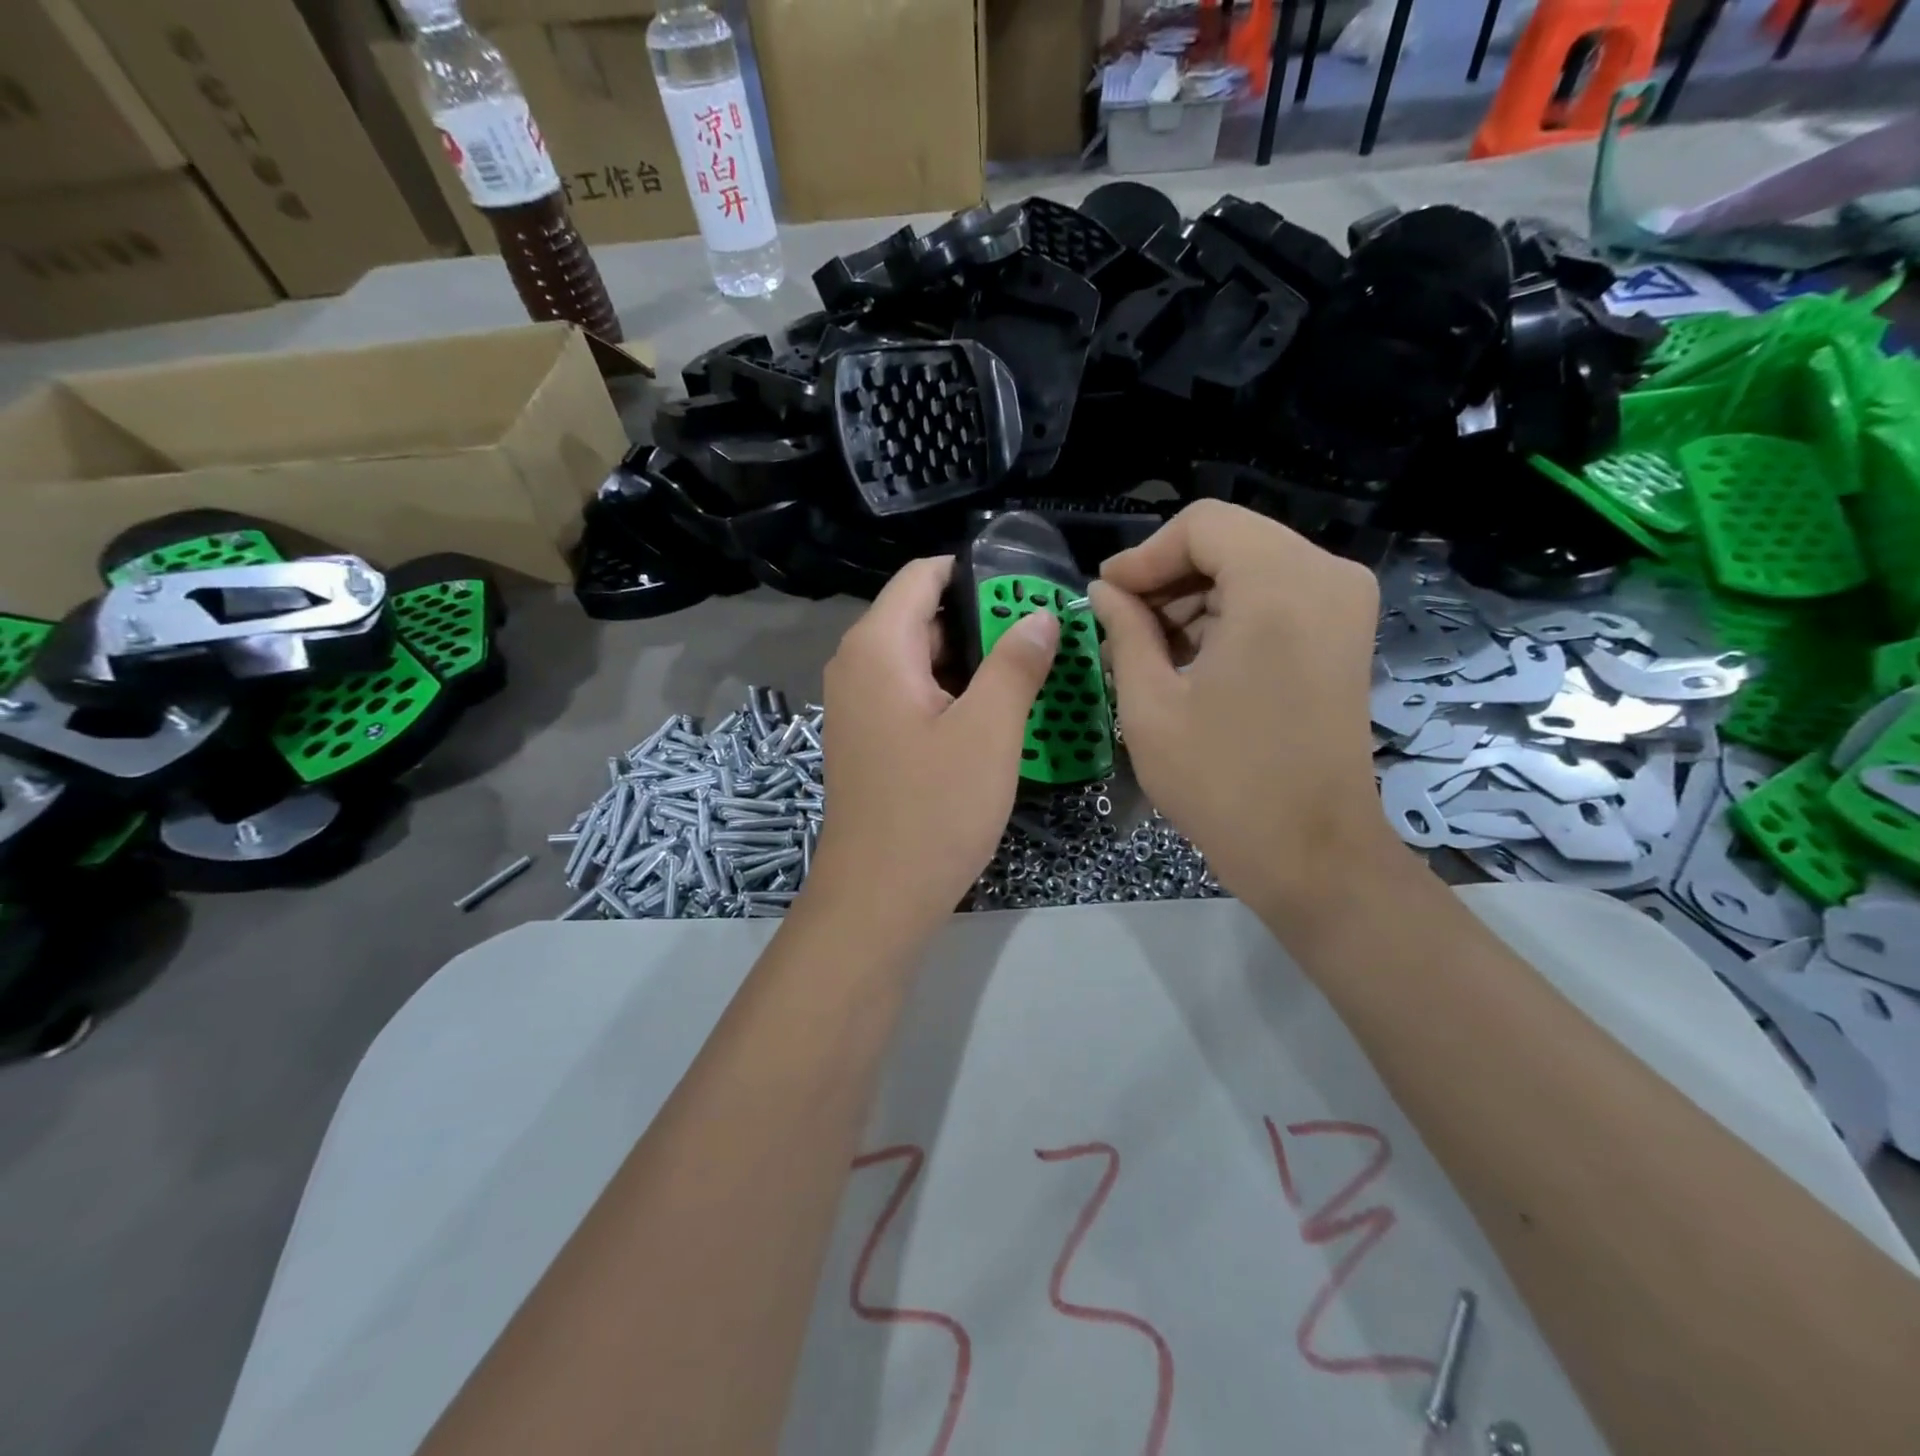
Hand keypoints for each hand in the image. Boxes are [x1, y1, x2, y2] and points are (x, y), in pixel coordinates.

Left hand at [810, 556, 1058, 933]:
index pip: (923, 575)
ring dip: (973, 660)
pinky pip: (913, 693)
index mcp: (877, 647)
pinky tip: (995, 713)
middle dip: (984, 620)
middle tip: (1045, 634)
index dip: (977, 573)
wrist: (879, 897)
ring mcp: (859, 704)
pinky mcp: (869, 737)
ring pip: (921, 658)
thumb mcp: (988, 731)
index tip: (1031, 587)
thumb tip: (1041, 614)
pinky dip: (953, 692)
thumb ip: (1016, 663)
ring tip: (1032, 670)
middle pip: (923, 615)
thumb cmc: (934, 810)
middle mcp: (858, 665)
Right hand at [1091, 501, 1397, 928]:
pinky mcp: (1345, 633)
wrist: (1311, 853)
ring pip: (1251, 566)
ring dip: (1195, 600)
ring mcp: (1345, 604)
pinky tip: (1192, 661)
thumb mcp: (1150, 704)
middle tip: (1121, 626)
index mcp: (1279, 585)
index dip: (1144, 556)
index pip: (1202, 525)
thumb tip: (1104, 592)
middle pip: (1229, 540)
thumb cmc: (1222, 782)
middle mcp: (1326, 576)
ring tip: (1150, 651)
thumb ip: (1123, 631)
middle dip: (1168, 578)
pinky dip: (1229, 616)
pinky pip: (1276, 596)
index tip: (1106, 598)